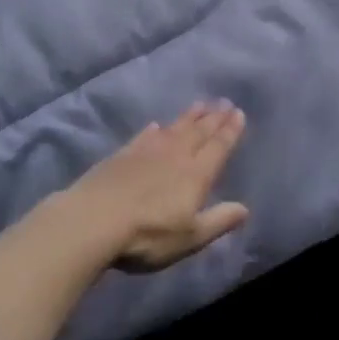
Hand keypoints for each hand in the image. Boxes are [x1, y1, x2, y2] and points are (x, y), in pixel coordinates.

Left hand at [60, 102, 250, 272]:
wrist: (93, 220)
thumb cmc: (148, 235)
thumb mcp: (190, 237)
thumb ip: (218, 221)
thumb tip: (244, 208)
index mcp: (195, 175)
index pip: (218, 147)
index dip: (230, 131)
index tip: (239, 113)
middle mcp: (175, 156)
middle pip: (198, 132)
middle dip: (214, 118)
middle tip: (225, 102)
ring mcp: (146, 152)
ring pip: (174, 128)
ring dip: (189, 116)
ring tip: (201, 104)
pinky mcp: (122, 155)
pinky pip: (145, 136)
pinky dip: (154, 129)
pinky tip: (156, 125)